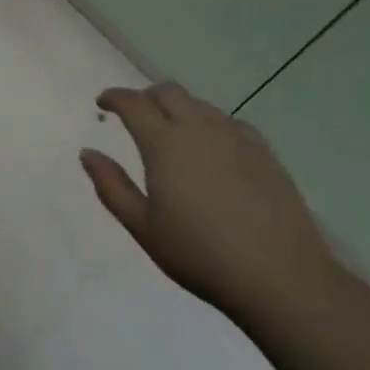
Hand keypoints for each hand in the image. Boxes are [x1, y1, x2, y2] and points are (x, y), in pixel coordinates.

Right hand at [82, 82, 337, 319]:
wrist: (281, 277)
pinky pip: (227, 122)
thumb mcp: (144, 227)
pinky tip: (212, 151)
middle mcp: (198, 127)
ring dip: (178, 109)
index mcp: (164, 142)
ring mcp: (235, 136)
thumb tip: (88, 153)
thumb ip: (111, 186)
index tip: (103, 103)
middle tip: (136, 116)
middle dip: (146, 97)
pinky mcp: (263, 151)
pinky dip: (209, 124)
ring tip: (173, 135)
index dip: (114, 98)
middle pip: (168, 92)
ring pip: (199, 104)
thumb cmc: (201, 255)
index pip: (133, 102)